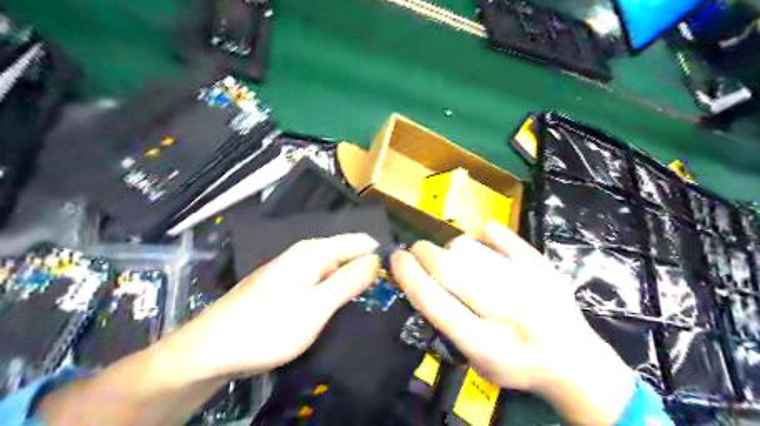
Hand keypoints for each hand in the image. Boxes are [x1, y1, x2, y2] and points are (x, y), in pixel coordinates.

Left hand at [155, 235, 380, 380]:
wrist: (212, 351)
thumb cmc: (267, 328)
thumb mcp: (315, 307)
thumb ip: (348, 281)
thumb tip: (377, 259)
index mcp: (314, 252)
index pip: (360, 241)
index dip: (381, 256)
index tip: (398, 278)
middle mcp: (306, 255)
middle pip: (348, 255)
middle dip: (368, 271)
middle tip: (388, 298)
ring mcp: (296, 272)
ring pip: (336, 271)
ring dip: (354, 284)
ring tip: (372, 304)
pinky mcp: (290, 288)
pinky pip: (323, 283)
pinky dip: (337, 293)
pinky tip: (344, 308)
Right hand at [392, 225, 636, 423]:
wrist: (573, 358)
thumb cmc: (514, 363)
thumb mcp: (473, 360)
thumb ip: (445, 323)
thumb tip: (418, 279)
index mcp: (484, 343)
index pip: (435, 302)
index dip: (409, 275)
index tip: (395, 258)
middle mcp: (505, 311)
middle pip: (449, 268)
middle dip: (423, 252)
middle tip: (416, 251)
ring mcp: (526, 281)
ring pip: (468, 247)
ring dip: (450, 249)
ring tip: (454, 259)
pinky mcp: (539, 262)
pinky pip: (497, 233)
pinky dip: (481, 234)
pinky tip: (481, 246)